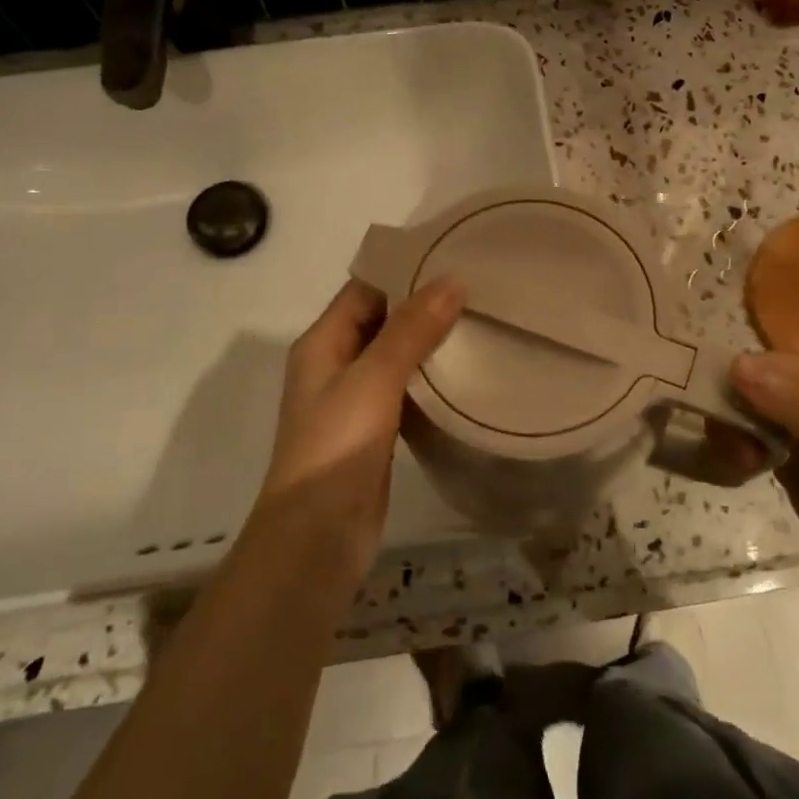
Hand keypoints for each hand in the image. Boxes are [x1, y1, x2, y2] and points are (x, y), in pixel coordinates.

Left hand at [259, 276, 464, 575]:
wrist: (315, 540)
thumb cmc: (336, 448)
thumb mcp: (373, 380)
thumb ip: (411, 329)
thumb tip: (453, 278)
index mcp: (323, 343)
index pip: (365, 289)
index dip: (405, 272)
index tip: (454, 258)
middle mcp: (335, 365)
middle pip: (382, 321)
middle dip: (425, 306)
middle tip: (481, 291)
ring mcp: (354, 401)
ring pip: (397, 357)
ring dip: (431, 343)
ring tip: (483, 324)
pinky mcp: (375, 433)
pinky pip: (406, 392)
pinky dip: (431, 380)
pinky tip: (468, 376)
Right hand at [730, 351, 798, 624]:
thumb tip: (738, 367)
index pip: (768, 361)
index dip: (740, 385)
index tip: (725, 423)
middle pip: (750, 382)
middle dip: (733, 412)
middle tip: (738, 454)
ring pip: (743, 408)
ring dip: (730, 435)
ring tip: (743, 466)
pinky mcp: (786, 455)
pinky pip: (745, 437)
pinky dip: (734, 451)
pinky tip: (742, 471)